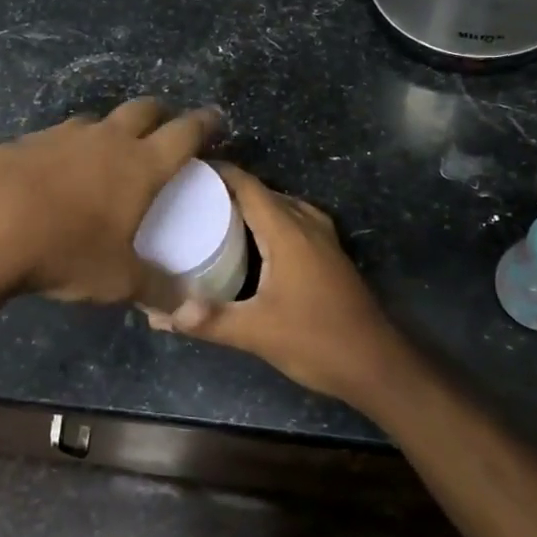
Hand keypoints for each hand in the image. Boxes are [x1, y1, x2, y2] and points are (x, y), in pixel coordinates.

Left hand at [0, 98, 220, 307]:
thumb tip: (188, 309)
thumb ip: (156, 290)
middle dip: (161, 114)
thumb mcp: (117, 279)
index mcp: (141, 165)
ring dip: (112, 129)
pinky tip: (58, 172)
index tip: (215, 120)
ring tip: (111, 151)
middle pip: (144, 110)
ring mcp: (64, 135)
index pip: (185, 133)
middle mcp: (107, 139)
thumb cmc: (65, 249)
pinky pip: (60, 136)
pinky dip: (70, 147)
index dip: (205, 124)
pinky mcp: (27, 140)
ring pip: (99, 120)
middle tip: (167, 127)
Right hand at [147, 163, 413, 408]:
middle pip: (264, 193)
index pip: (248, 185)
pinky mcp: (331, 257)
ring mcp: (324, 240)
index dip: (218, 172)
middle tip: (190, 197)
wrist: (377, 366)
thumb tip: (159, 314)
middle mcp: (307, 226)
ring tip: (216, 215)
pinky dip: (271, 221)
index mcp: (288, 231)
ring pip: (283, 207)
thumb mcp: (256, 333)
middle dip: (228, 189)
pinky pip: (295, 222)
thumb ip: (209, 320)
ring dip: (252, 205)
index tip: (184, 170)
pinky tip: (253, 243)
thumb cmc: (317, 341)